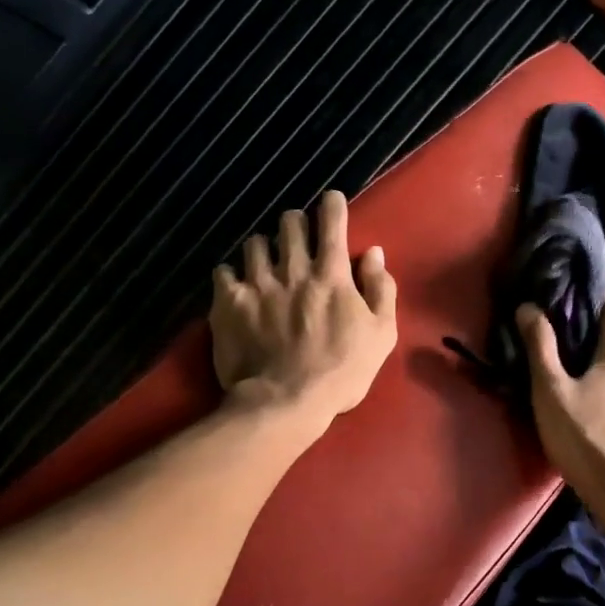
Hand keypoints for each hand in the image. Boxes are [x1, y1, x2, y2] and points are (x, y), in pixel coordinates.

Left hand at [211, 190, 397, 427]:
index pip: (332, 221)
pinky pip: (223, 271)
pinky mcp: (228, 303)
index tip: (331, 202)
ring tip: (267, 262)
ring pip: (255, 243)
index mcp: (331, 274)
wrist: (286, 403)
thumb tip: (373, 253)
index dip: (332, 204)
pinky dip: (232, 274)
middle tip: (299, 237)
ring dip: (265, 247)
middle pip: (289, 222)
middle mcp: (292, 269)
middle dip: (297, 222)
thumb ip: (380, 288)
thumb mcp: (381, 333)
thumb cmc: (342, 371)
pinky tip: (238, 286)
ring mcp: (257, 284)